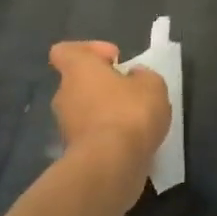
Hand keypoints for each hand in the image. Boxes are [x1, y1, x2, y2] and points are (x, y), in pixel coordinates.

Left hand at [48, 41, 170, 163]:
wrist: (111, 164)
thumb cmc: (130, 113)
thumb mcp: (152, 85)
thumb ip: (142, 76)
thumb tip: (134, 77)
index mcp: (78, 70)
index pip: (66, 51)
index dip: (90, 50)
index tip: (114, 59)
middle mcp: (64, 95)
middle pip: (79, 82)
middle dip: (103, 85)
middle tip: (131, 91)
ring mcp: (65, 125)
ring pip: (85, 109)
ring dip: (106, 111)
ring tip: (135, 119)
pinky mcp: (73, 151)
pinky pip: (91, 133)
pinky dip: (107, 134)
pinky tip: (130, 140)